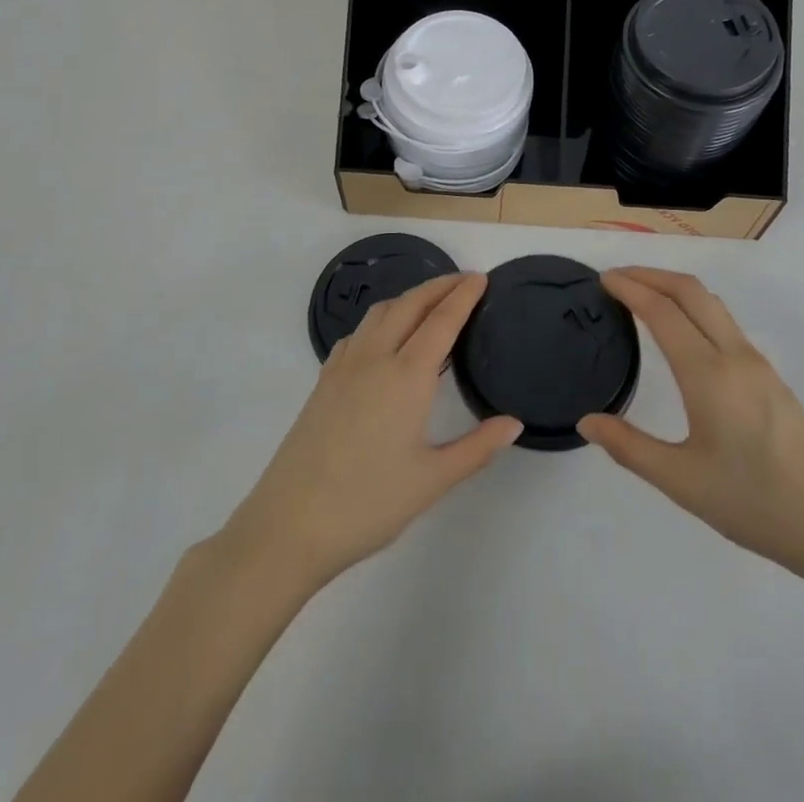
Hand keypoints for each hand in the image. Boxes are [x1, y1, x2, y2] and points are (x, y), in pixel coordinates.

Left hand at [222, 273, 521, 592]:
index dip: (463, 296)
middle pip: (410, 305)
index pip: (441, 321)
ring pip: (380, 313)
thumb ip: (477, 448)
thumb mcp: (432, 481)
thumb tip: (514, 423)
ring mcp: (343, 367)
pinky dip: (381, 319)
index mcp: (406, 377)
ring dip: (409, 298)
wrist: (289, 525)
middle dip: (438, 286)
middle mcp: (374, 358)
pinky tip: (385, 339)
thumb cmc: (367, 503)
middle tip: (464, 281)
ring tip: (429, 303)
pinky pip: (358, 333)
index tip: (480, 278)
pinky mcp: (323, 381)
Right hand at [577, 267, 803, 589]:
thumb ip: (630, 448)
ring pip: (712, 304)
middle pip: (691, 291)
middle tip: (617, 278)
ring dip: (675, 288)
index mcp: (709, 374)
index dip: (630, 288)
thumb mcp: (683, 482)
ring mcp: (758, 364)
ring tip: (643, 297)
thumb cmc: (756, 504)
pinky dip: (694, 308)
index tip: (602, 279)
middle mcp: (735, 356)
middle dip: (652, 274)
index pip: (662, 311)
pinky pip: (725, 323)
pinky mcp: (771, 378)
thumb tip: (587, 422)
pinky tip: (682, 334)